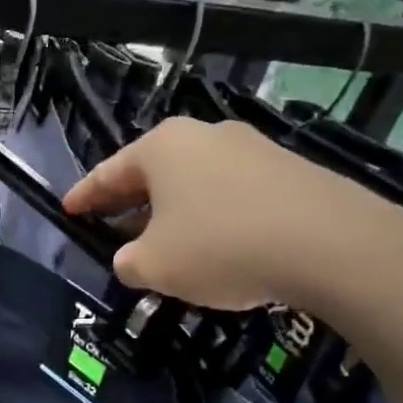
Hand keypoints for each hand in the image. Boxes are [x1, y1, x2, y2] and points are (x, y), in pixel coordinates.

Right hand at [63, 118, 386, 309]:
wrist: (334, 246)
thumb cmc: (221, 247)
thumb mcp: (154, 266)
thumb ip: (127, 262)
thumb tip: (131, 259)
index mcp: (162, 147)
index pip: (108, 172)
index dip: (84, 195)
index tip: (67, 209)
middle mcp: (204, 136)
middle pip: (152, 172)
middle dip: (128, 203)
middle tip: (110, 227)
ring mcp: (252, 149)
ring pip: (193, 182)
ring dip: (172, 211)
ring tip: (163, 243)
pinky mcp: (290, 171)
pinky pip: (232, 193)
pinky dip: (212, 216)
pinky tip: (216, 246)